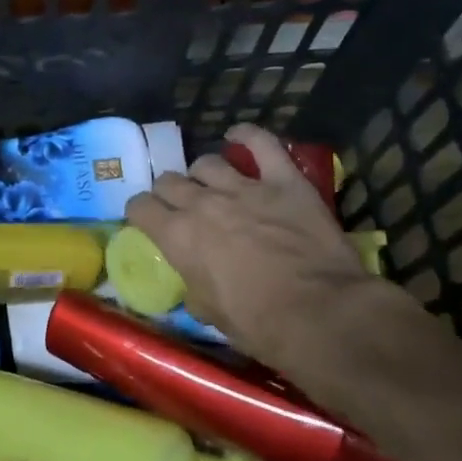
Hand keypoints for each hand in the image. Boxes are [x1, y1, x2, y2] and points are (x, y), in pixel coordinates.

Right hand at [123, 124, 398, 370]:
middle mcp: (203, 203)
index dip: (141, 212)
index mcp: (179, 236)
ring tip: (212, 185)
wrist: (321, 314)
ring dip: (203, 175)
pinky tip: (238, 135)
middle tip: (181, 207)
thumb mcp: (210, 314)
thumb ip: (194, 286)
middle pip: (169, 181)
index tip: (148, 220)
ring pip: (207, 163)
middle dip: (169, 193)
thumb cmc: (260, 325)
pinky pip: (262, 144)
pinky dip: (248, 135)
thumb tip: (194, 282)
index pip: (140, 208)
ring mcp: (244, 187)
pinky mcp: (284, 180)